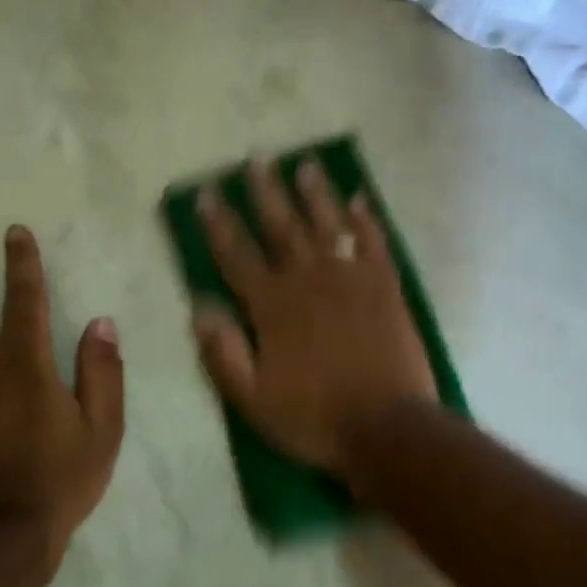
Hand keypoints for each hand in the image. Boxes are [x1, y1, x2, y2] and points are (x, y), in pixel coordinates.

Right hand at [192, 158, 435, 489]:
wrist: (387, 428)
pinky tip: (358, 199)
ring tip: (305, 164)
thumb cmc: (314, 417)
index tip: (207, 193)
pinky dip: (365, 219)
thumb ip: (224, 352)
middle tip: (257, 159)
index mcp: (273, 306)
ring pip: (328, 225)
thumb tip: (199, 307)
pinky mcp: (385, 287)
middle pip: (282, 227)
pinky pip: (374, 243)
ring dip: (315, 193)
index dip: (219, 224)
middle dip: (266, 193)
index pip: (237, 256)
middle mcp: (309, 281)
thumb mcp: (253, 399)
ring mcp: (351, 279)